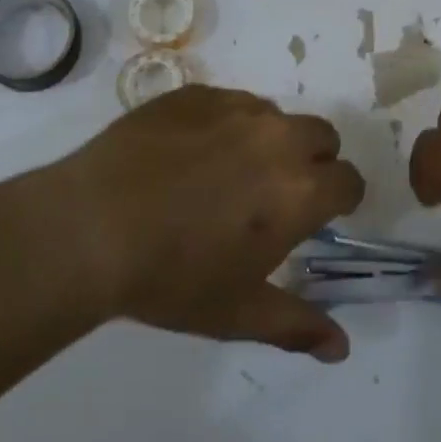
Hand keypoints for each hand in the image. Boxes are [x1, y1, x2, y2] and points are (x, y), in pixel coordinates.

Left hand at [53, 86, 364, 360]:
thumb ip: (298, 325)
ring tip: (227, 172)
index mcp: (300, 189)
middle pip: (322, 136)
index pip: (350, 181)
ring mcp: (235, 108)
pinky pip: (231, 102)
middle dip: (313, 161)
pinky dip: (227, 124)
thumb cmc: (171, 277)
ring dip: (269, 140)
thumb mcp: (237, 313)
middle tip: (274, 194)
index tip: (319, 216)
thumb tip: (342, 347)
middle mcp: (278, 138)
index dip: (340, 200)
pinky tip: (189, 154)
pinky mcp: (196, 94)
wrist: (91, 227)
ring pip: (276, 116)